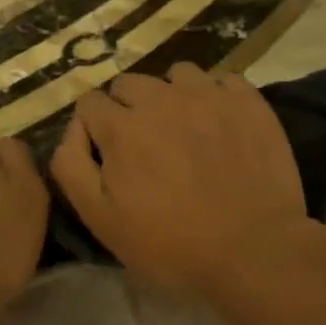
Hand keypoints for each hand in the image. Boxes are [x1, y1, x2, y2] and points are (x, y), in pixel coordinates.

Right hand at [51, 64, 315, 293]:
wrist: (253, 249)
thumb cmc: (172, 243)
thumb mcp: (102, 219)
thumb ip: (72, 167)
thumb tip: (74, 130)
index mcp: (122, 126)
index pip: (90, 102)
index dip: (94, 127)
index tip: (108, 153)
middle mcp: (162, 98)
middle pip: (130, 83)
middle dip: (128, 108)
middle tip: (145, 145)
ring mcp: (208, 95)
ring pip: (177, 75)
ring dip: (172, 96)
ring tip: (185, 128)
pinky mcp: (247, 101)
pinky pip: (222, 81)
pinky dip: (216, 97)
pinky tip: (222, 125)